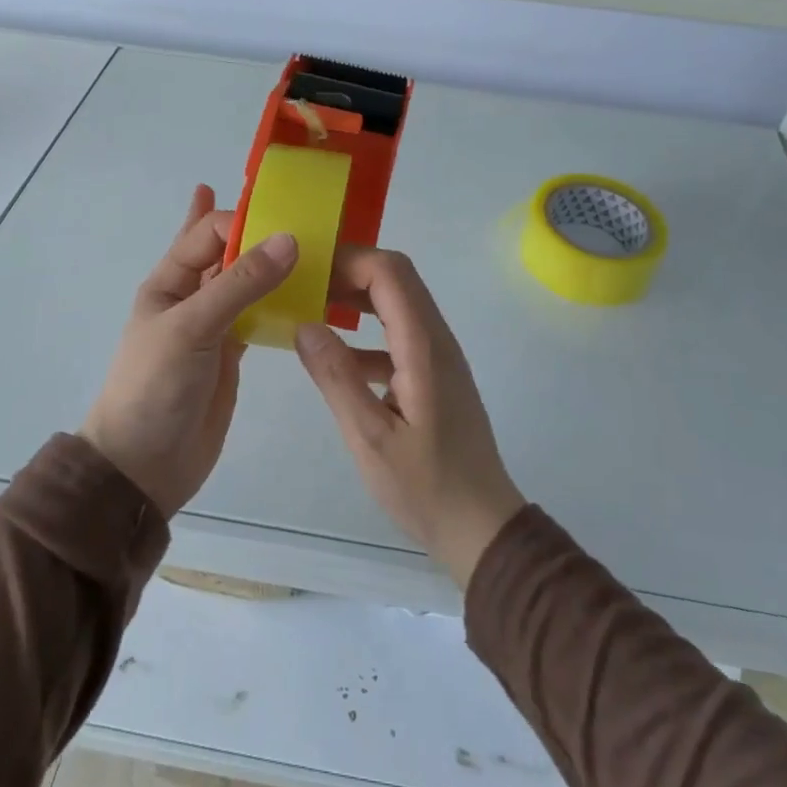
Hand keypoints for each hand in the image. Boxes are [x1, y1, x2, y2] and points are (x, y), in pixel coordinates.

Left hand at [82, 185, 298, 517]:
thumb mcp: (192, 328)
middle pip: (228, 251)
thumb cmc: (155, 387)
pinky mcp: (232, 351)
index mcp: (170, 281)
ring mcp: (214, 324)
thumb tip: (290, 239)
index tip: (289, 217)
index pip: (210, 233)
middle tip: (302, 212)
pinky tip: (304, 289)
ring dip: (272, 262)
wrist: (143, 466)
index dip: (244, 219)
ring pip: (247, 282)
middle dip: (256, 229)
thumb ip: (240, 284)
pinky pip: (259, 313)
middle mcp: (192, 296)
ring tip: (311, 244)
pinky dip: (279, 299)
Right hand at [294, 250, 524, 588]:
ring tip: (312, 309)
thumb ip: (337, 378)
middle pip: (397, 278)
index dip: (349, 260)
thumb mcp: (370, 437)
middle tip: (305, 285)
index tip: (307, 271)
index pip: (390, 273)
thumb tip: (305, 325)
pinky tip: (337, 358)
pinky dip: (367, 332)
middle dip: (350, 272)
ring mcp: (439, 356)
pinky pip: (399, 334)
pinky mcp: (435, 375)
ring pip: (398, 303)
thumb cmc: (425, 486)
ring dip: (357, 298)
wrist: (481, 527)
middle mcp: (436, 339)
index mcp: (423, 347)